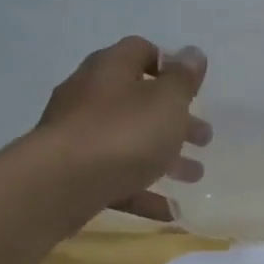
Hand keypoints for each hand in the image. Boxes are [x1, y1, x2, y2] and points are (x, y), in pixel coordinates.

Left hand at [37, 37, 210, 221]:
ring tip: (193, 176)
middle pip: (138, 102)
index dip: (169, 64)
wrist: (59, 185)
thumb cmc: (122, 134)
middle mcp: (90, 97)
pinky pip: (117, 180)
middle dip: (174, 120)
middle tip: (204, 138)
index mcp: (111, 70)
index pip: (140, 51)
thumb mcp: (165, 102)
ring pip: (130, 143)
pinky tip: (170, 212)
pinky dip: (144, 193)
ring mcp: (79, 137)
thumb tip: (193, 54)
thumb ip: (183, 80)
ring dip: (164, 158)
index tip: (193, 87)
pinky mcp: (74, 174)